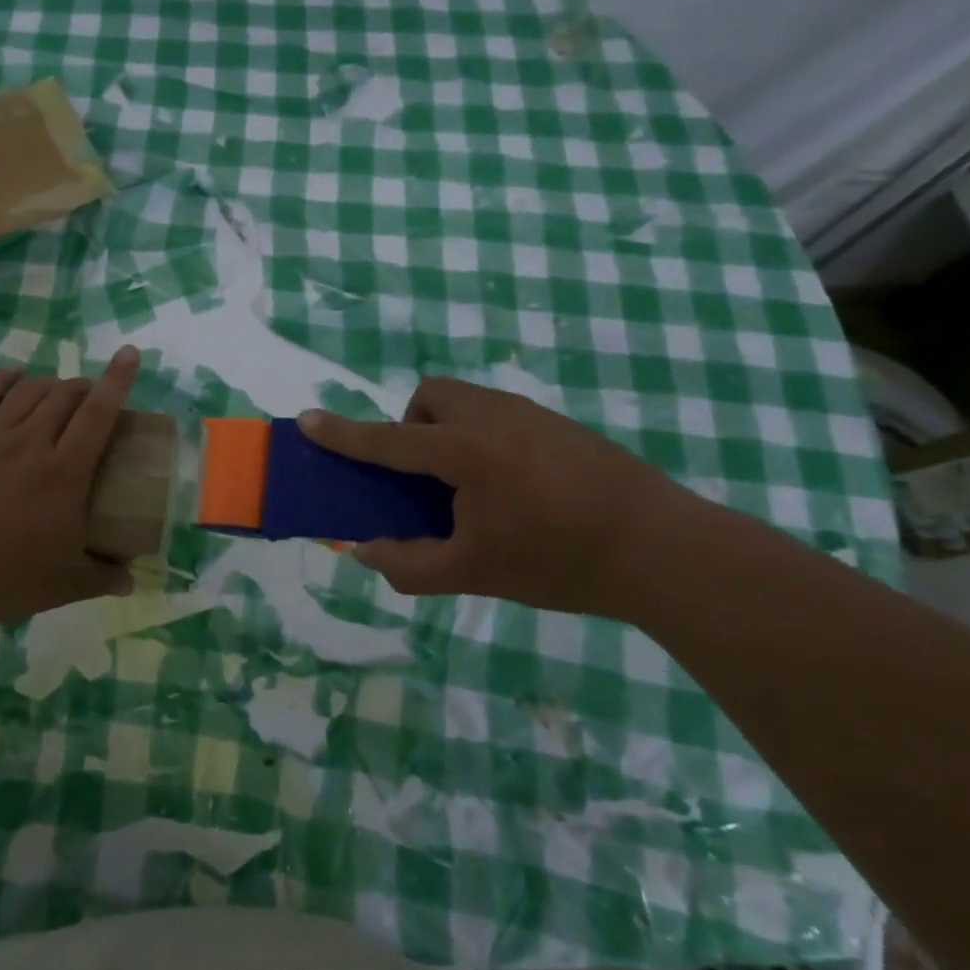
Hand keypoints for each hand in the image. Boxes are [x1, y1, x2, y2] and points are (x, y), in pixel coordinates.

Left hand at [0, 346, 142, 628]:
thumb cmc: (4, 578)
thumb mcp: (66, 585)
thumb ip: (104, 577)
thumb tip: (132, 582)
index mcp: (64, 472)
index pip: (99, 413)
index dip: (117, 380)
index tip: (129, 354)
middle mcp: (29, 442)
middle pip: (63, 396)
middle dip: (83, 387)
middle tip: (89, 398)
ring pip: (26, 391)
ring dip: (48, 384)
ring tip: (55, 391)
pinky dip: (2, 379)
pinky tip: (11, 375)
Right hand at [298, 377, 690, 616]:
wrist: (661, 549)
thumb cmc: (558, 561)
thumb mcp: (473, 573)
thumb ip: (409, 564)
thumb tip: (364, 551)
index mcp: (464, 452)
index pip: (387, 440)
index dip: (343, 434)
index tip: (307, 420)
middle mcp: (492, 417)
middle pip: (430, 395)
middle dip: (411, 426)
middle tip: (427, 477)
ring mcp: (529, 414)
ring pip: (466, 399)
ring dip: (446, 429)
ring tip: (470, 486)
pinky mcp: (558, 423)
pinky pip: (497, 413)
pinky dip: (481, 436)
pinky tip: (514, 487)